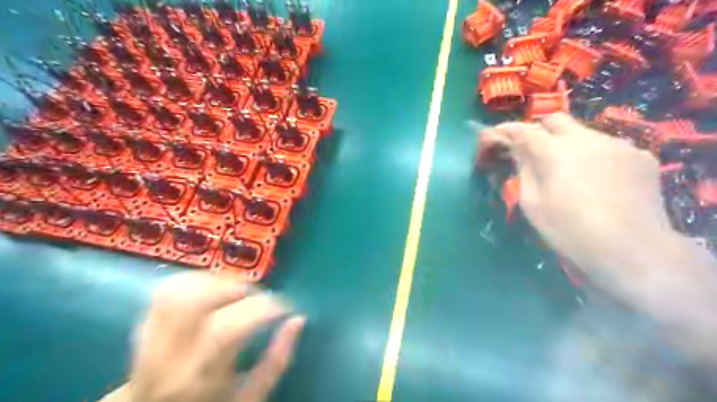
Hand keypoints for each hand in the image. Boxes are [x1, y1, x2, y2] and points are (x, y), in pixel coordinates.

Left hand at [99, 270, 305, 400]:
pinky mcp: (144, 325)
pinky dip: (196, 280)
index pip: (226, 330)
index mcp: (197, 377)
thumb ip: (277, 361)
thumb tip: (298, 319)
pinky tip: (214, 289)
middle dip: (236, 289)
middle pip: (195, 301)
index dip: (262, 308)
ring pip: (178, 290)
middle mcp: (167, 355)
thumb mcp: (251, 397)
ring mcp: (149, 338)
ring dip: (216, 281)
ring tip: (237, 292)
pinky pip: (167, 290)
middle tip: (257, 296)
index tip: (284, 306)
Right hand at [478, 115, 713, 306]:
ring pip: (583, 133)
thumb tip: (519, 153)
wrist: (633, 250)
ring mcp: (618, 144)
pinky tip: (597, 180)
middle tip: (531, 151)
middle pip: (555, 120)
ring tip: (568, 170)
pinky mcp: (640, 156)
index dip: (505, 130)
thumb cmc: (570, 231)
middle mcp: (586, 139)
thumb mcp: (533, 204)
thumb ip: (524, 171)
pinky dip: (594, 156)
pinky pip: (608, 147)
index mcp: (555, 152)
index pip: (523, 130)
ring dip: (567, 145)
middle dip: (538, 130)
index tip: (494, 135)